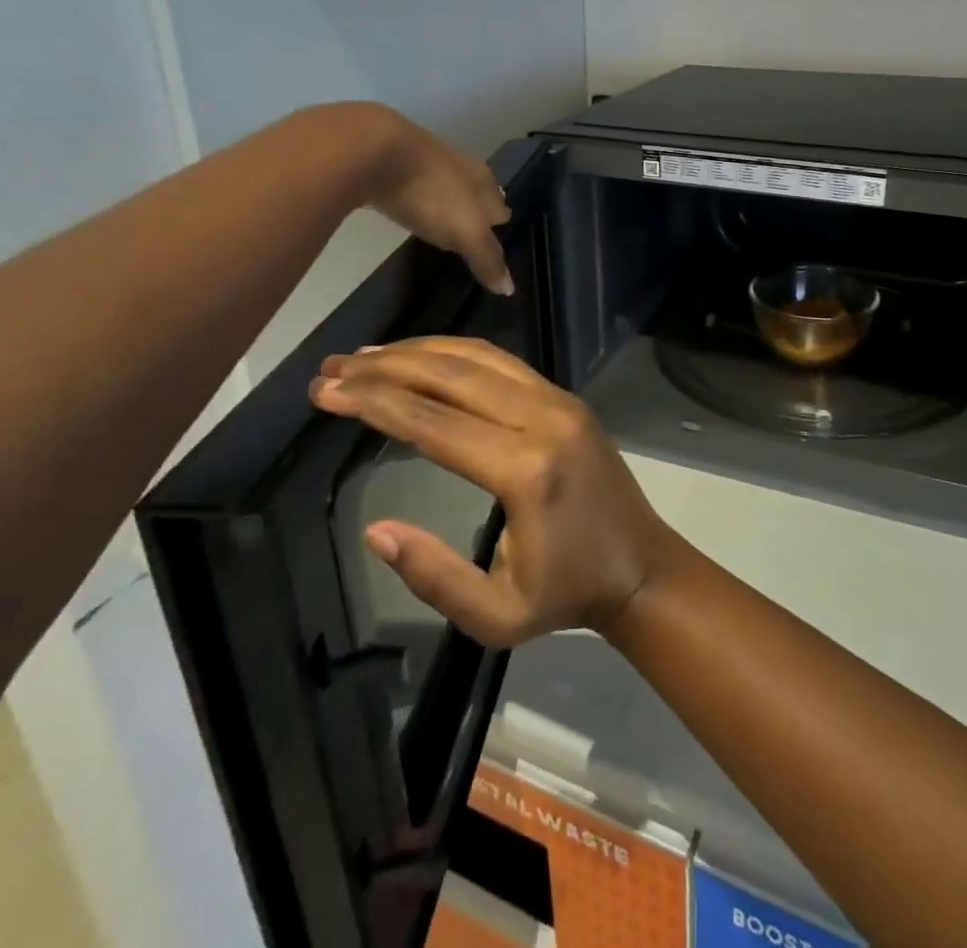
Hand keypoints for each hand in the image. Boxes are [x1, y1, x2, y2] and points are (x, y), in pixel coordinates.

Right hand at [309, 337, 674, 647]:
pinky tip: (423, 356)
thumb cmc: (567, 594)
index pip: (435, 423)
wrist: (639, 564)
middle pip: (453, 377)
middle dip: (386, 369)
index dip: (376, 404)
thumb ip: (434, 576)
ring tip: (365, 357)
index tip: (327, 391)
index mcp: (526, 472)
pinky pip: (503, 362)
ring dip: (419, 351)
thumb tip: (375, 531)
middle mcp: (544, 419)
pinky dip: (456, 352)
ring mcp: (559, 400)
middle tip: (333, 368)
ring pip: (479, 358)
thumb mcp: (496, 615)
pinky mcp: (565, 396)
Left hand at [346, 104, 513, 295]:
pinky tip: (410, 211)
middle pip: (474, 194)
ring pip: (443, 189)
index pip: (500, 206)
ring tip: (443, 227)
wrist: (371, 150)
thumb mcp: (466, 231)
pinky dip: (416, 200)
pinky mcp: (390, 164)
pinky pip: (412, 187)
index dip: (500, 226)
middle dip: (475, 213)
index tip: (498, 244)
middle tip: (471, 237)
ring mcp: (423, 162)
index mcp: (482, 180)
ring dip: (445, 206)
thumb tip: (509, 288)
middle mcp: (458, 166)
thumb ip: (487, 258)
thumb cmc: (431, 191)